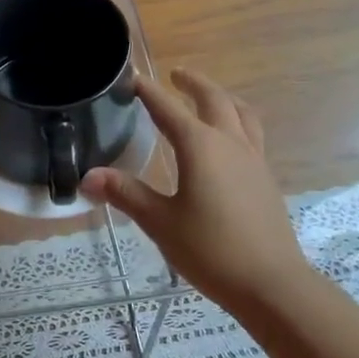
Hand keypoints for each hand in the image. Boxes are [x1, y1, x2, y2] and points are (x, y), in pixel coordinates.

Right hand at [83, 68, 310, 313]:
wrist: (270, 283)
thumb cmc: (210, 250)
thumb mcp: (160, 222)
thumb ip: (126, 194)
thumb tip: (88, 176)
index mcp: (201, 146)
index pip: (168, 109)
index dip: (148, 92)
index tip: (132, 78)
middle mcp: (230, 143)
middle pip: (214, 99)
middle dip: (193, 83)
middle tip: (175, 74)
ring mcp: (254, 159)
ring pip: (241, 113)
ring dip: (222, 97)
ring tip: (209, 98)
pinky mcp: (265, 178)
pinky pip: (252, 134)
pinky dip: (237, 121)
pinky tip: (229, 142)